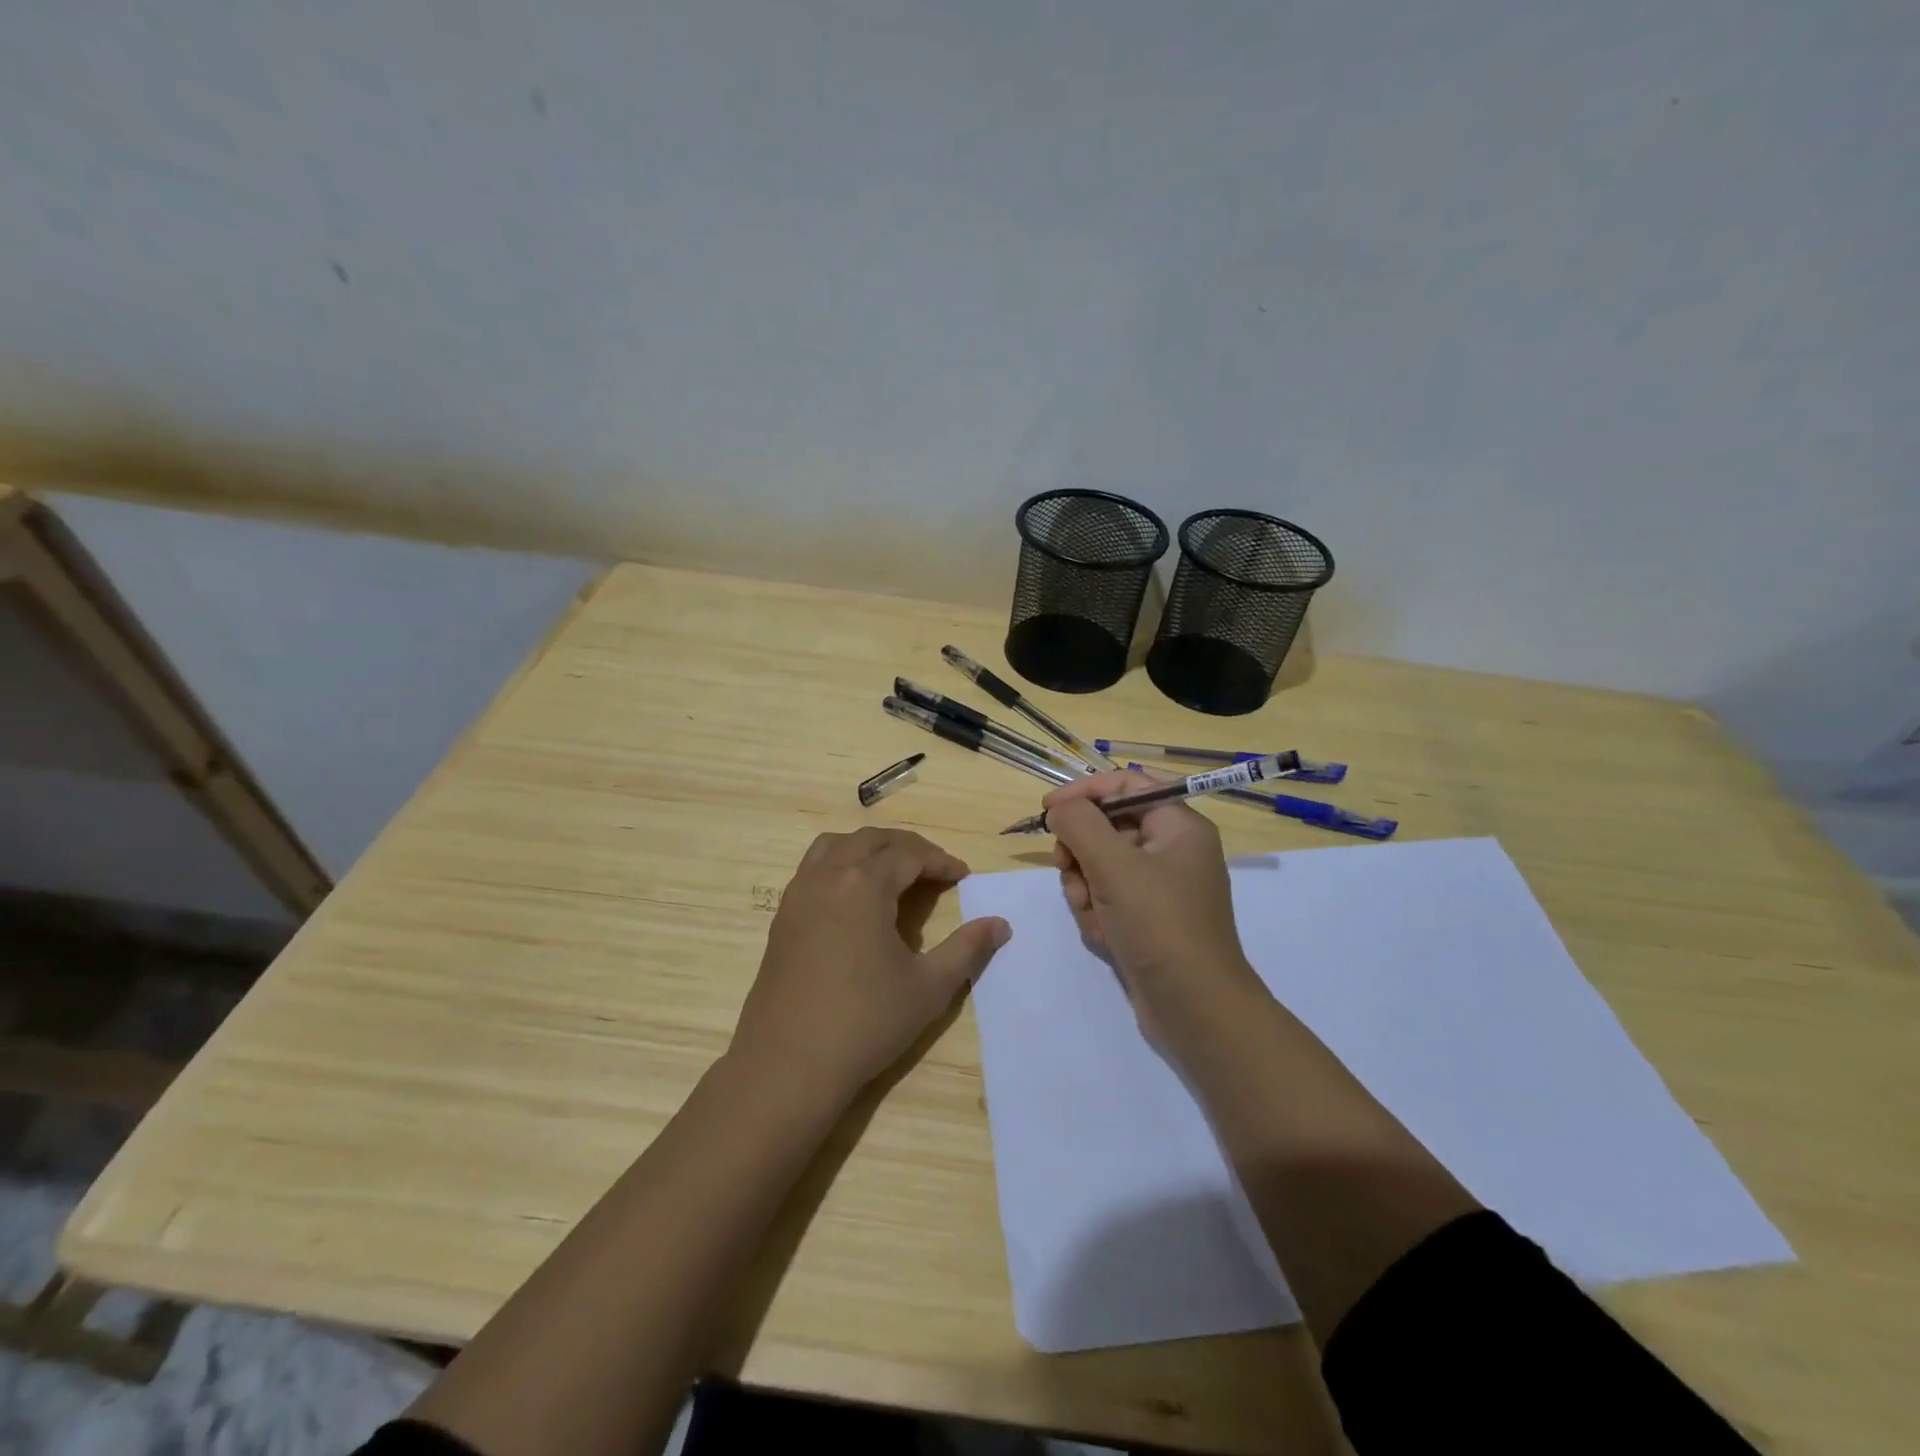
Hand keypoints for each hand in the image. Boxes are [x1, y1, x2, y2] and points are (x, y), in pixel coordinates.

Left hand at [730, 827, 1010, 1106]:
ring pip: (834, 846)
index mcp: (864, 885)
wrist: (788, 1065)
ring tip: (892, 871)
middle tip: (934, 868)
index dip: (940, 861)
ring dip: (868, 848)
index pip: (909, 854)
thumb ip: (967, 949)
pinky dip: (840, 865)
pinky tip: (854, 900)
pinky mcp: (782, 918)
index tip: (963, 876)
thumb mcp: (928, 987)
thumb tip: (1000, 924)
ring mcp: (798, 895)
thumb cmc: (865, 1022)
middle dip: (907, 846)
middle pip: (870, 840)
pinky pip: (812, 869)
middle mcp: (827, 877)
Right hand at [1046, 771, 1266, 1047]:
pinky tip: (1103, 934)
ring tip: (1091, 911)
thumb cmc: (1159, 924)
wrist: (1195, 1007)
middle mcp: (1172, 850)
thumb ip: (1079, 824)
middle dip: (1081, 849)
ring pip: (1101, 864)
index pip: (1126, 785)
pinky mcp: (1147, 919)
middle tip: (1067, 868)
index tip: (1047, 811)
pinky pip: (1108, 897)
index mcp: (1179, 826)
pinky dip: (1097, 910)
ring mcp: (1160, 887)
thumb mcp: (1114, 865)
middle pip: (1107, 826)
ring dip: (1085, 885)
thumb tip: (1059, 808)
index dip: (1084, 792)